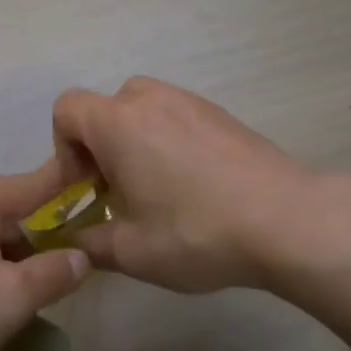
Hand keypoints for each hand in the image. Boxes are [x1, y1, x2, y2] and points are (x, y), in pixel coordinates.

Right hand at [51, 77, 350, 292]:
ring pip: (142, 110)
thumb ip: (89, 243)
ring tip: (159, 189)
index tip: (86, 187)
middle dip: (101, 148)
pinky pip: (175, 116)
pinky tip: (196, 184)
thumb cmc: (197, 231)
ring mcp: (189, 100)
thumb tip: (73, 241)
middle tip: (120, 193)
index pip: (66, 110)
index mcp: (117, 122)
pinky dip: (169, 140)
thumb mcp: (131, 251)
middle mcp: (149, 99)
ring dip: (135, 142)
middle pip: (104, 109)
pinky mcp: (220, 112)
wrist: (287, 219)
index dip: (64, 148)